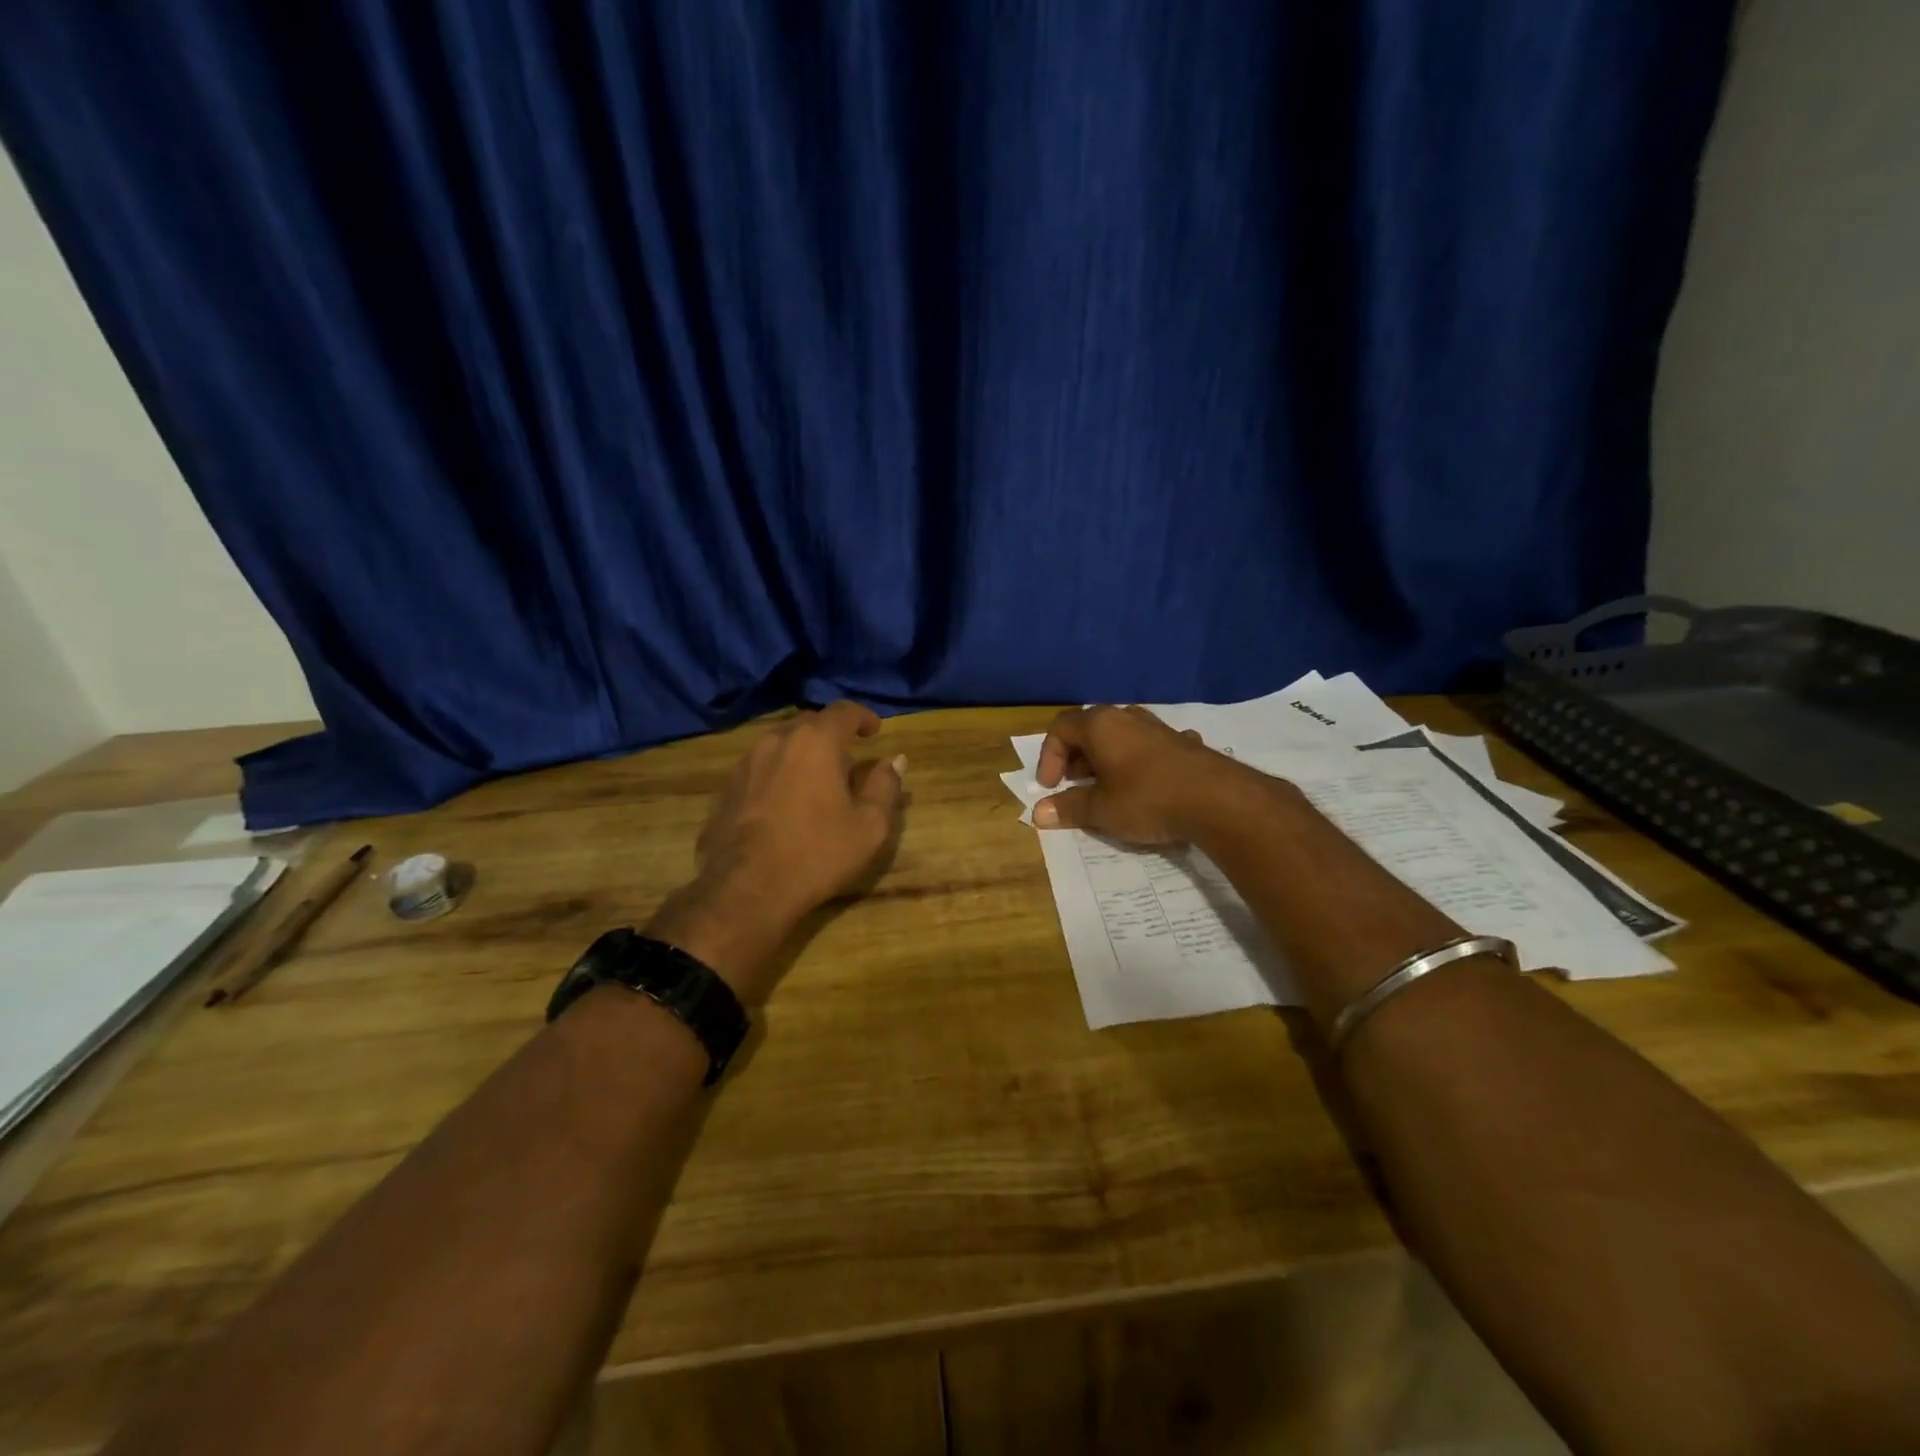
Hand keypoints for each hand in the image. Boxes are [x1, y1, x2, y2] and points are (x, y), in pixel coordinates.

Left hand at [649, 701, 905, 1004]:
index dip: (863, 717)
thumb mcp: (869, 826)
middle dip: (831, 735)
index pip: (843, 711)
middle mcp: (776, 740)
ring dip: (802, 754)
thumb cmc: (817, 854)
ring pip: (780, 745)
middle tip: (848, 760)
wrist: (746, 890)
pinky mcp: (726, 788)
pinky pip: (760, 769)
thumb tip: (895, 760)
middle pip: (809, 723)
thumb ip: (885, 786)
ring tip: (816, 781)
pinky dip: (778, 774)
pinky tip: (784, 803)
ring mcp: (745, 763)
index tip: (875, 731)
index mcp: (815, 741)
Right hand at [1032, 705, 1246, 844]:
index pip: (1061, 728)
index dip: (1048, 757)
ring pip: (1123, 736)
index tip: (1050, 787)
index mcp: (1101, 725)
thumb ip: (1069, 808)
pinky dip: (1141, 762)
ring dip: (1108, 759)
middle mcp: (1129, 718)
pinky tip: (1149, 783)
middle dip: (1077, 758)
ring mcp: (1161, 728)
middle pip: (1091, 729)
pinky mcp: (1186, 743)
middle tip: (1075, 786)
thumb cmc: (1147, 799)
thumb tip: (1039, 813)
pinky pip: (1152, 747)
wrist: (1219, 801)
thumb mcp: (1101, 810)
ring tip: (1108, 787)